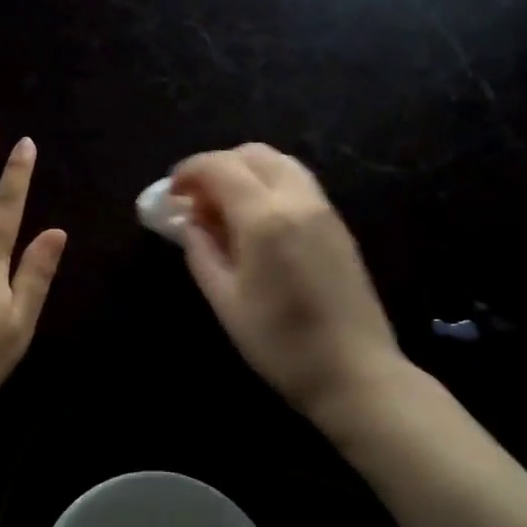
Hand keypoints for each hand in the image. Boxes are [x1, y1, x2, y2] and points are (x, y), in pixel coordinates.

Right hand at [172, 144, 403, 423]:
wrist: (354, 372)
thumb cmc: (280, 343)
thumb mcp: (226, 301)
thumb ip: (201, 252)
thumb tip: (189, 222)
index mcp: (265, 218)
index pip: (220, 167)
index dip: (189, 171)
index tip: (171, 193)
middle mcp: (297, 199)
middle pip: (252, 154)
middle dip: (218, 166)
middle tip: (197, 200)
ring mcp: (323, 209)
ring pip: (279, 163)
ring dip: (246, 171)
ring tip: (225, 209)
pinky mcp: (338, 224)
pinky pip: (298, 183)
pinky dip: (269, 184)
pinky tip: (256, 221)